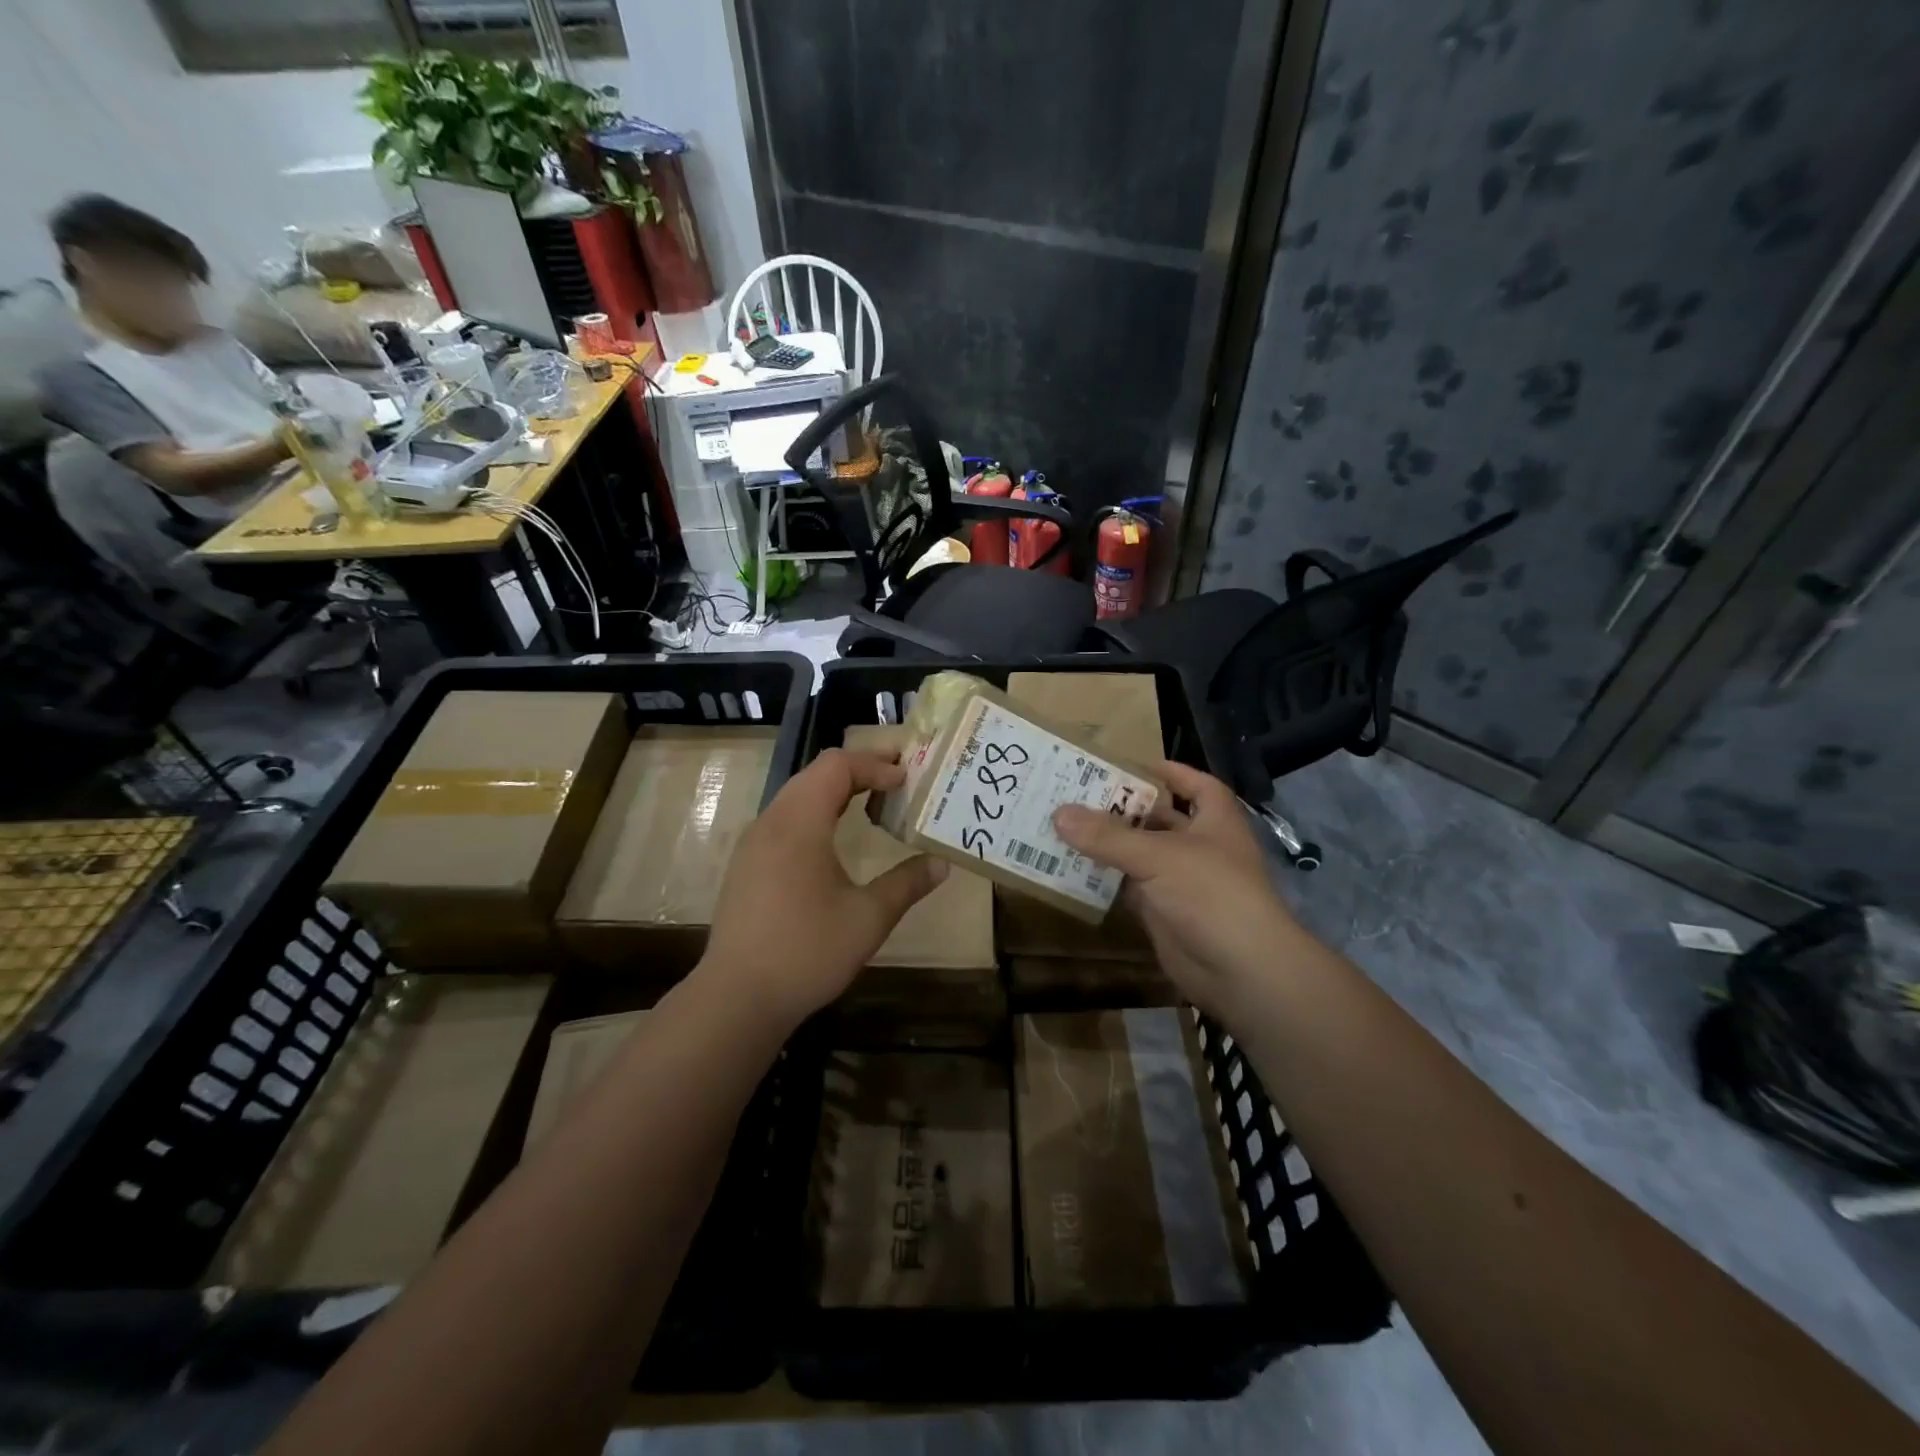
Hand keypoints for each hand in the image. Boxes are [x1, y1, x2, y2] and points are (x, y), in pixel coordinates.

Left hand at [699, 749, 947, 1027]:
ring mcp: (753, 843)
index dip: (875, 764)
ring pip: (797, 795)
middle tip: (897, 778)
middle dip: (858, 769)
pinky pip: (785, 818)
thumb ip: (907, 883)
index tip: (907, 779)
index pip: (837, 766)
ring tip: (872, 801)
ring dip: (835, 790)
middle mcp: (771, 822)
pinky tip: (834, 839)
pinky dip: (816, 811)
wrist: (737, 997)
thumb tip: (941, 864)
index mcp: (799, 823)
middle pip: (815, 773)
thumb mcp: (868, 918)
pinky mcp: (747, 865)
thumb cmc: (807, 951)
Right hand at [1053, 760, 1298, 1016]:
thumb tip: (1058, 813)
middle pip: (1160, 820)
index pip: (1197, 786)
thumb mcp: (1158, 855)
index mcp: (1215, 821)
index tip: (1134, 765)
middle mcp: (1200, 847)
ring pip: (1141, 856)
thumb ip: (1108, 835)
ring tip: (1065, 826)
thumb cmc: (1211, 893)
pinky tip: (1073, 868)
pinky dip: (1106, 880)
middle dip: (1125, 809)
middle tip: (1078, 794)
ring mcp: (1182, 883)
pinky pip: (1130, 889)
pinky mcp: (1165, 913)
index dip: (1172, 772)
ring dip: (1110, 845)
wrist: (1240, 970)